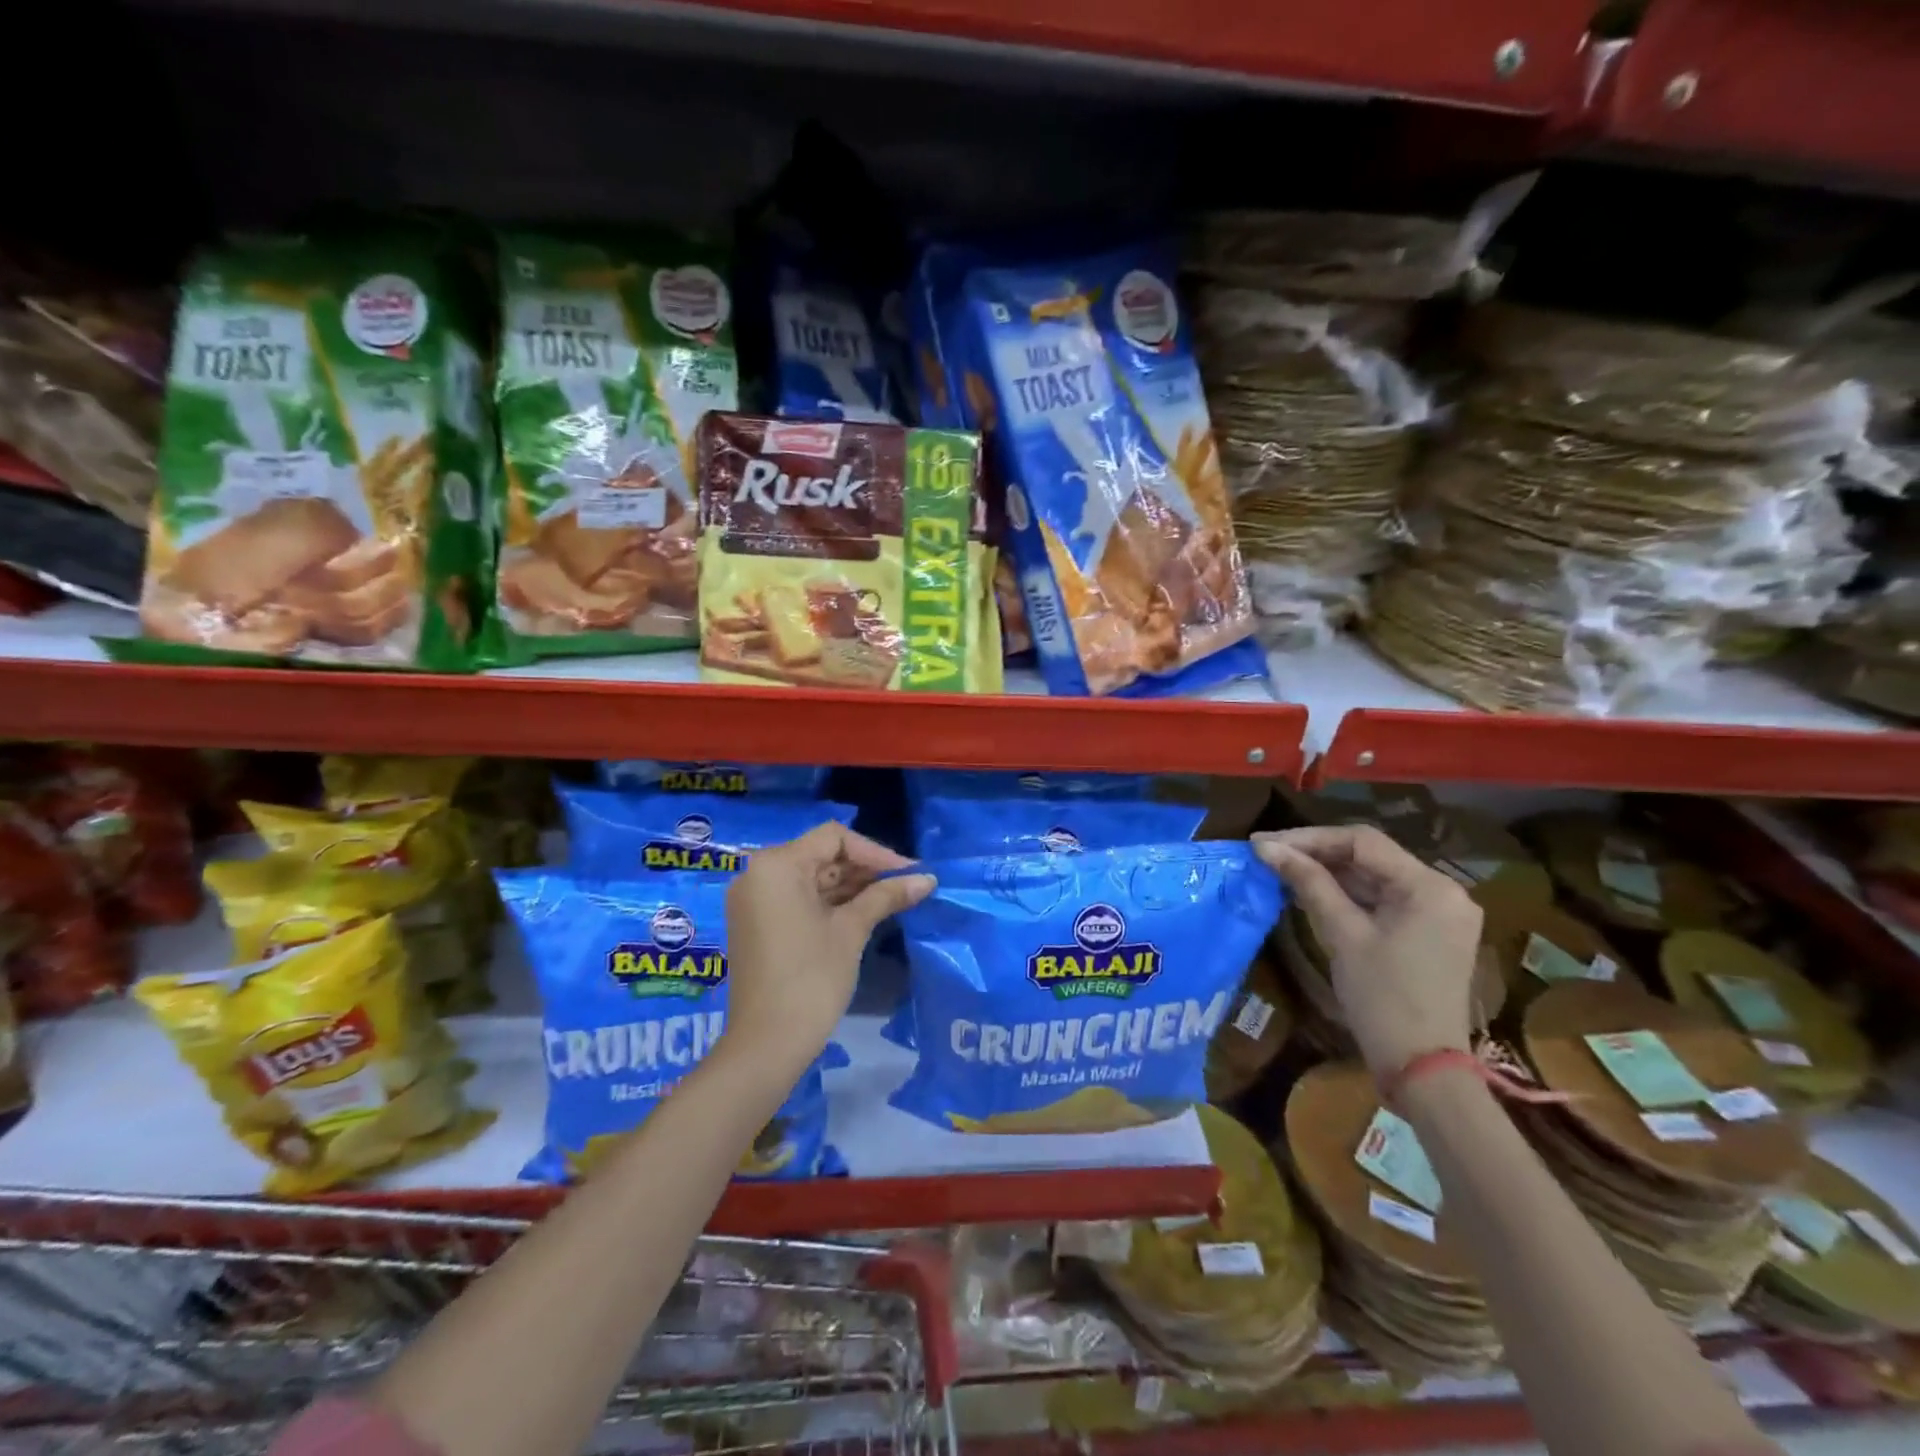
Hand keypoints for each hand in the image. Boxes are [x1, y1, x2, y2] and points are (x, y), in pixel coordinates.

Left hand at [723, 823, 934, 1073]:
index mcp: (776, 865)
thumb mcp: (852, 930)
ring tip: (893, 899)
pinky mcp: (757, 924)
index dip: (875, 852)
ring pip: (811, 878)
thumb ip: (887, 896)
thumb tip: (928, 878)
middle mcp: (758, 874)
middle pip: (821, 855)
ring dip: (851, 886)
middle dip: (865, 870)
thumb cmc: (811, 978)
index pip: (833, 838)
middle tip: (906, 886)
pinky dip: (830, 903)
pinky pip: (798, 899)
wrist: (767, 1044)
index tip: (909, 873)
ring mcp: (755, 900)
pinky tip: (865, 912)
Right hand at [1253, 825, 1480, 1080]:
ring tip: (1280, 870)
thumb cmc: (1383, 998)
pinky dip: (1347, 896)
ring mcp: (1439, 914)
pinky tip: (1311, 892)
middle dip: (1316, 853)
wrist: (1422, 1069)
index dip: (1308, 837)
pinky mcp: (1429, 934)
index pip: (1362, 841)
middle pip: (1370, 857)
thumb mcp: (1342, 934)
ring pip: (1374, 878)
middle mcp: (1443, 892)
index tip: (1264, 843)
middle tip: (1266, 854)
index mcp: (1430, 886)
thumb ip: (1308, 883)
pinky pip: (1383, 901)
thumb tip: (1266, 847)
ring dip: (1328, 873)